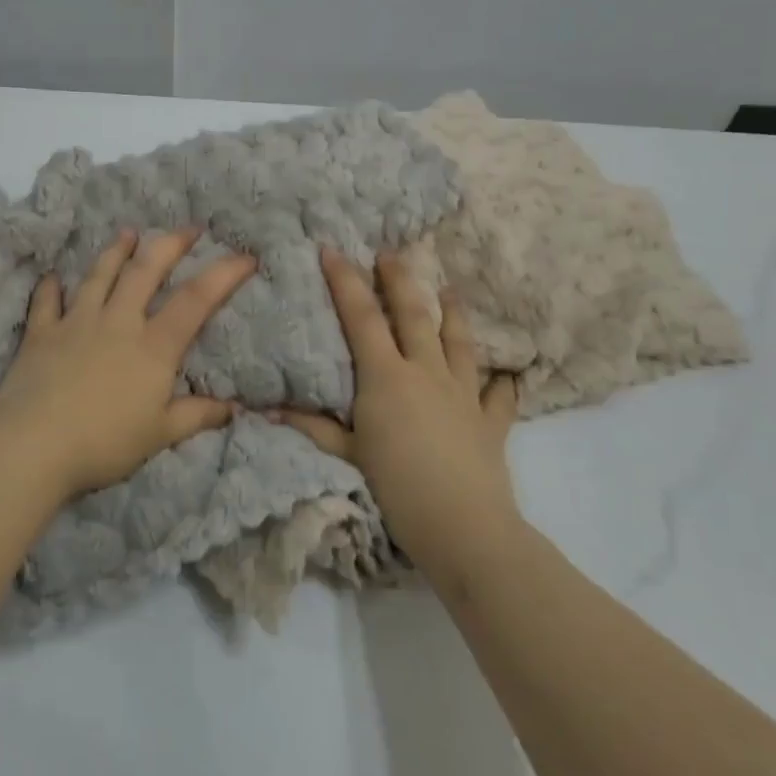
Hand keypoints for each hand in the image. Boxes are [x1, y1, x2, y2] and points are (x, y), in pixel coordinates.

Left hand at [0, 228, 257, 499]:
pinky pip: (47, 302)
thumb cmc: (105, 442)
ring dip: (115, 252)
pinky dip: (50, 288)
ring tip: (128, 232)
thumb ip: (197, 416)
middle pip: (145, 272)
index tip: (246, 256)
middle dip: (170, 245)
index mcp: (153, 346)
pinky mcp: (41, 334)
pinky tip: (52, 277)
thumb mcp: (160, 435)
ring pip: (99, 277)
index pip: (196, 300)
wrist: (34, 446)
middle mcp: (117, 322)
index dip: (224, 275)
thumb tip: (232, 409)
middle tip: (188, 228)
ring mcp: (76, 323)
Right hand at [277, 248, 520, 568]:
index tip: (332, 249)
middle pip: (414, 314)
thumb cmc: (397, 488)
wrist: (463, 526)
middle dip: (399, 279)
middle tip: (390, 252)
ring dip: (454, 311)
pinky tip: (506, 373)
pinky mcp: (490, 420)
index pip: (362, 318)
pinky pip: (499, 394)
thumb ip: (314, 427)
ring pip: (459, 341)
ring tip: (450, 288)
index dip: (345, 281)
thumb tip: (269, 409)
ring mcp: (463, 393)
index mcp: (387, 377)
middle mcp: (426, 372)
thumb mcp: (348, 455)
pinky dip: (501, 381)